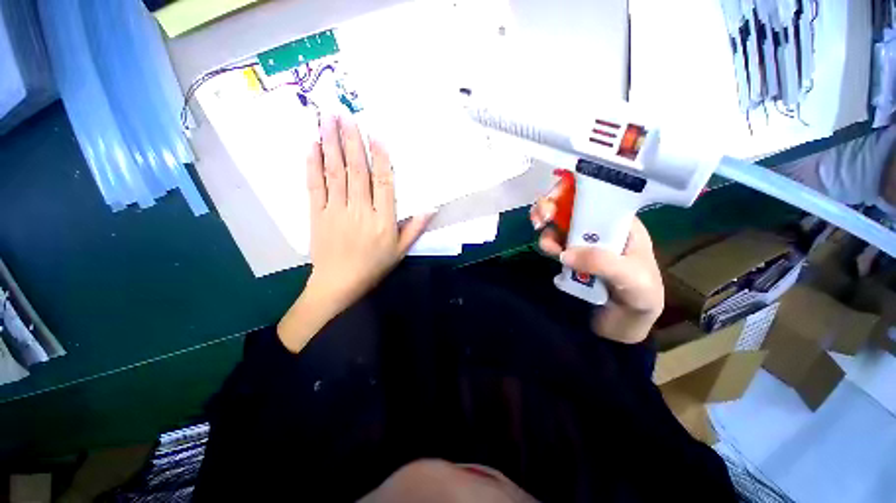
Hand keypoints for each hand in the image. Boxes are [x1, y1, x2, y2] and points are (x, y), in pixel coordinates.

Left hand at [278, 115, 430, 352]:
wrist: (338, 284)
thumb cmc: (373, 267)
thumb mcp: (400, 251)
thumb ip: (415, 228)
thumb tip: (431, 207)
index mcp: (382, 221)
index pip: (383, 183)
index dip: (381, 158)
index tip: (376, 135)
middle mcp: (359, 211)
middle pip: (356, 171)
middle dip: (351, 140)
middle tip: (345, 113)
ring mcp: (335, 211)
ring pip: (334, 173)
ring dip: (331, 144)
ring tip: (327, 119)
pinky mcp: (317, 214)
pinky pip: (314, 186)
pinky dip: (312, 165)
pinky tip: (311, 145)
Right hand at [531, 183, 663, 343]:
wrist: (624, 326)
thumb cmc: (640, 297)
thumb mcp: (631, 279)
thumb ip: (602, 263)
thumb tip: (565, 253)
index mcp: (622, 223)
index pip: (596, 194)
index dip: (574, 188)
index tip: (556, 196)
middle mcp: (599, 227)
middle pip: (571, 204)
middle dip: (552, 205)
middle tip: (541, 217)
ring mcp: (582, 241)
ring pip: (557, 222)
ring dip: (546, 227)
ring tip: (546, 245)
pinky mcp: (569, 256)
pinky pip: (553, 241)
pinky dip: (546, 242)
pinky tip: (547, 252)